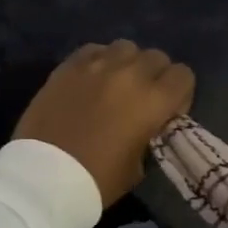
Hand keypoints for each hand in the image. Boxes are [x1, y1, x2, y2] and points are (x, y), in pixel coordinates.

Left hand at [13, 41, 194, 206]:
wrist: (43, 177)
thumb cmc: (97, 180)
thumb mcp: (138, 166)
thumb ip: (149, 135)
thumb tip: (146, 125)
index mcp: (153, 101)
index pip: (183, 75)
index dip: (179, 94)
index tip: (167, 112)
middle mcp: (128, 74)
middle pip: (156, 57)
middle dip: (155, 76)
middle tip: (141, 99)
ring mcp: (95, 65)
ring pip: (125, 47)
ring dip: (127, 63)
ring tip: (115, 85)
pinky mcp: (67, 66)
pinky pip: (93, 50)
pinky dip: (98, 61)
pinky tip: (91, 80)